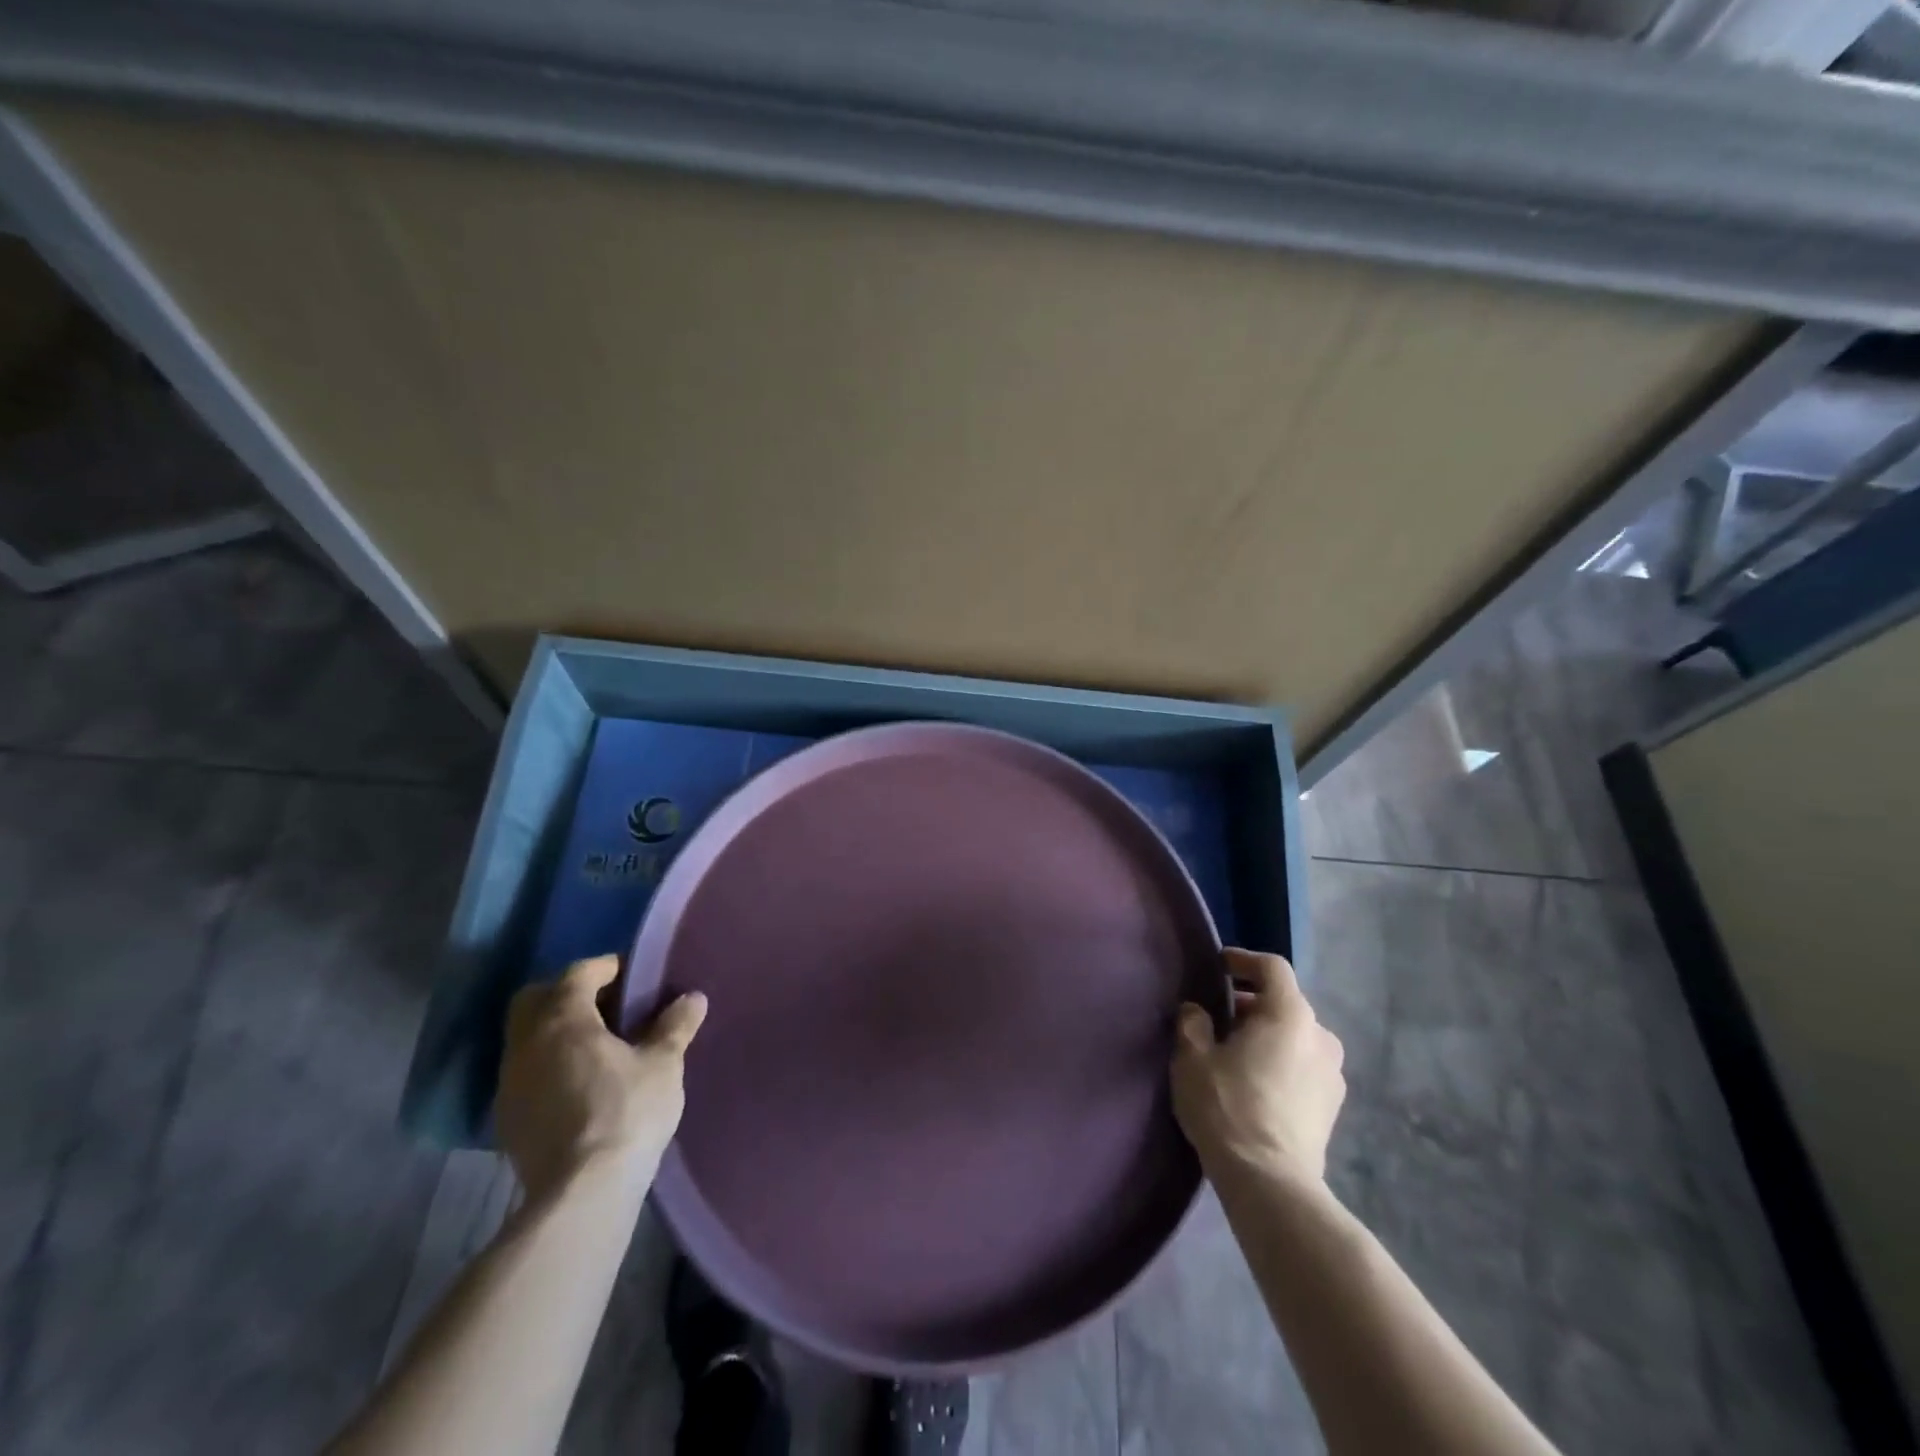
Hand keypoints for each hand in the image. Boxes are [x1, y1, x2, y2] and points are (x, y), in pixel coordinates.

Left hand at [495, 955, 707, 1203]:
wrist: (582, 1193)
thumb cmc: (627, 1112)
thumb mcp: (663, 1064)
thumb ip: (674, 1026)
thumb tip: (693, 998)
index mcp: (563, 1020)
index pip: (578, 973)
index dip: (606, 968)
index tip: (634, 976)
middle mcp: (527, 1044)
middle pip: (536, 1000)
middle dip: (567, 994)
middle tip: (607, 1006)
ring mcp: (510, 1083)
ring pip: (526, 1038)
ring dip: (555, 1032)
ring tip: (596, 1047)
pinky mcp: (507, 1119)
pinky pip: (525, 1073)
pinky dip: (547, 1065)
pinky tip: (578, 1084)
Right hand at [1172, 948, 1345, 1183]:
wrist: (1271, 1183)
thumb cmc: (1228, 1107)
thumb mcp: (1192, 1058)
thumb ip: (1193, 1023)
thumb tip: (1198, 1011)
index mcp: (1290, 1015)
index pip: (1272, 967)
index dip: (1244, 960)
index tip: (1219, 966)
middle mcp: (1320, 1036)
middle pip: (1285, 1002)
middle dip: (1252, 1002)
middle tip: (1219, 1015)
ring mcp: (1333, 1073)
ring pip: (1296, 1036)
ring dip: (1268, 1034)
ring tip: (1236, 1051)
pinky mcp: (1333, 1106)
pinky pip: (1304, 1065)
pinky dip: (1281, 1060)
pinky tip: (1256, 1082)